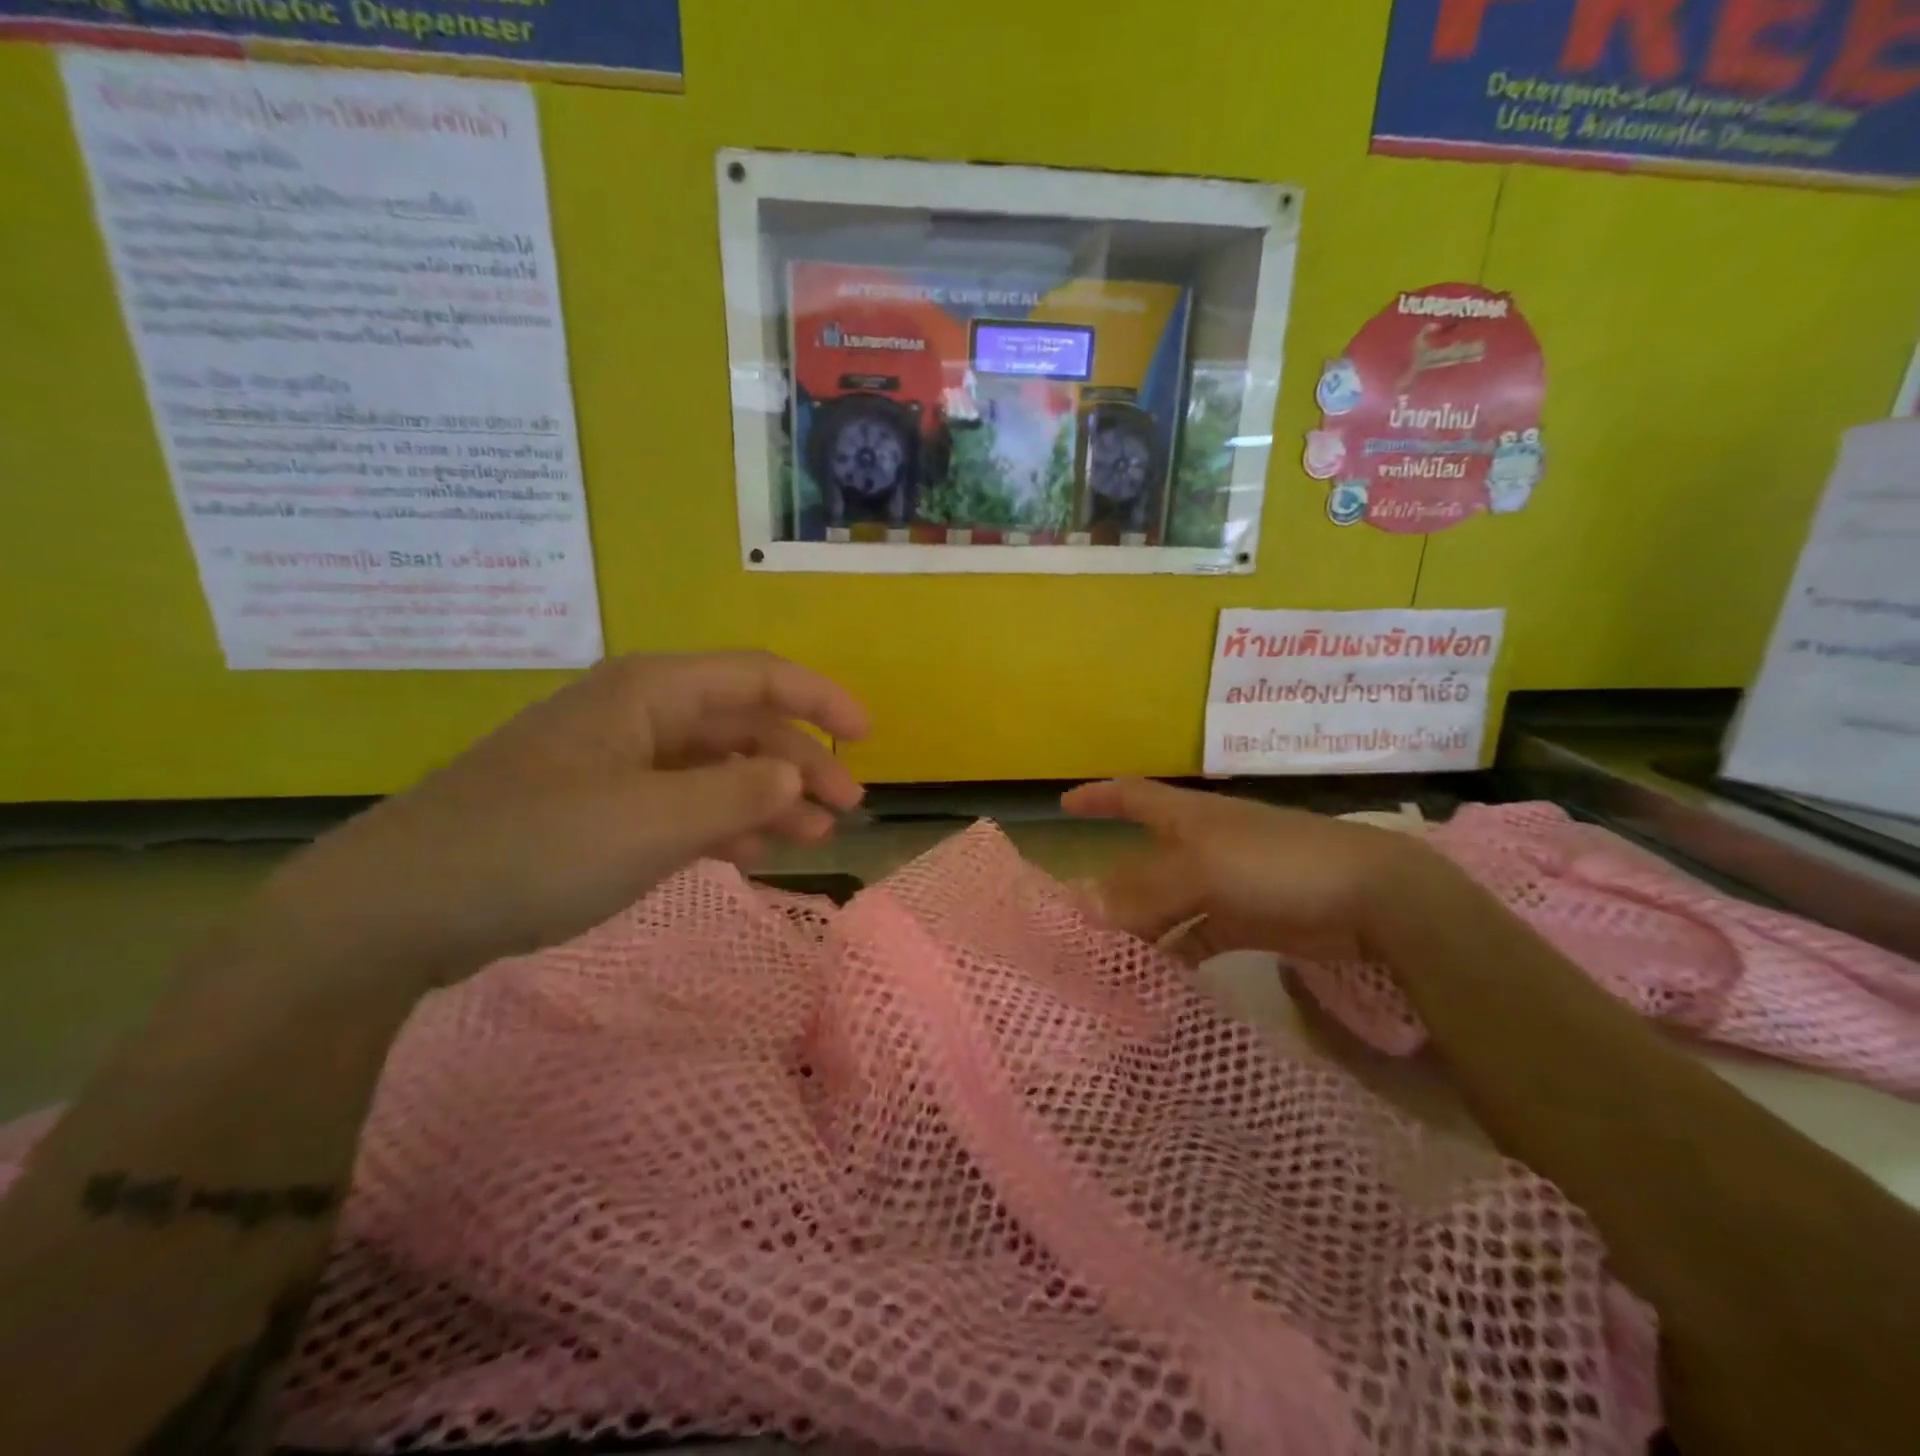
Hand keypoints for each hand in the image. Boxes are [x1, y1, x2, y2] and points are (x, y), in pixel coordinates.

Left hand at [245, 652, 868, 989]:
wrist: (398, 908)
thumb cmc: (536, 847)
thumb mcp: (654, 820)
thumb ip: (739, 794)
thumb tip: (796, 779)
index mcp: (650, 693)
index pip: (758, 676)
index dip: (820, 699)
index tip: (867, 735)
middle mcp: (638, 716)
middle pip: (743, 725)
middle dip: (800, 763)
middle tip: (848, 809)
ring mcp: (617, 763)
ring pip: (716, 767)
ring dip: (768, 798)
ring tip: (814, 837)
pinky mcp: (599, 807)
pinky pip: (682, 802)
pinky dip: (723, 823)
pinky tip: (752, 852)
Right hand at [1061, 779, 1443, 962]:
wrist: (1371, 898)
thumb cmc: (1276, 864)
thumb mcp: (1201, 871)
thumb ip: (1141, 892)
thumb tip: (1081, 905)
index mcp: (1188, 817)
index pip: (1132, 796)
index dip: (1098, 797)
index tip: (1063, 806)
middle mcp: (1202, 845)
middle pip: (1143, 862)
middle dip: (1110, 884)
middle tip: (1074, 917)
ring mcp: (1226, 884)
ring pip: (1168, 904)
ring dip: (1141, 927)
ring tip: (1108, 958)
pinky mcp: (1248, 921)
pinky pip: (1199, 936)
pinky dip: (1178, 953)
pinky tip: (1157, 977)